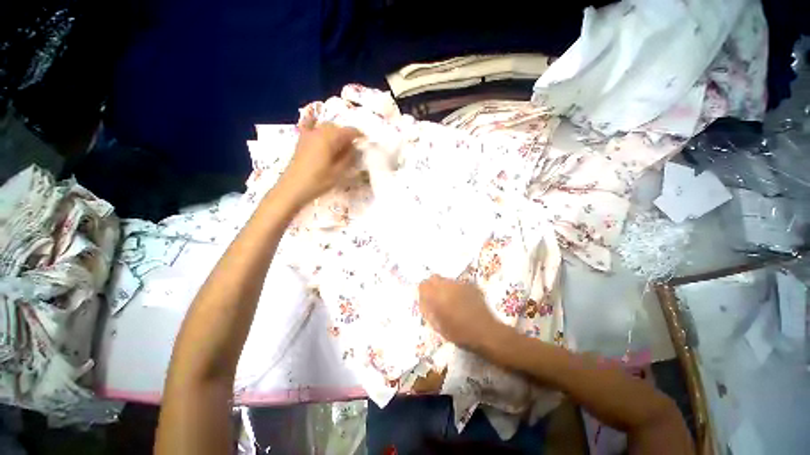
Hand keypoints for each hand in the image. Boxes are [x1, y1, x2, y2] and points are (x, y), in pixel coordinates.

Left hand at [277, 123, 361, 206]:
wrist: (293, 188)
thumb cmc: (318, 181)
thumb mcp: (339, 172)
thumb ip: (349, 157)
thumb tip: (354, 148)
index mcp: (329, 138)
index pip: (349, 131)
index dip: (359, 135)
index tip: (366, 143)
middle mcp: (319, 132)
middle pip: (337, 128)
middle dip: (347, 135)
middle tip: (354, 149)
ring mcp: (308, 135)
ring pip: (326, 128)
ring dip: (336, 134)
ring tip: (342, 147)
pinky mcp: (302, 140)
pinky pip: (312, 128)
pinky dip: (319, 129)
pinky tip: (321, 131)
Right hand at [418, 275, 502, 349]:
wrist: (486, 332)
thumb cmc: (459, 333)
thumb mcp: (437, 325)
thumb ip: (428, 309)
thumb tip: (424, 300)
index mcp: (436, 295)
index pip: (423, 285)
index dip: (423, 292)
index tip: (426, 300)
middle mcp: (447, 285)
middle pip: (434, 278)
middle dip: (433, 286)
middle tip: (437, 299)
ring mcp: (460, 283)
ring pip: (446, 280)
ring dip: (445, 288)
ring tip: (451, 301)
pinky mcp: (471, 285)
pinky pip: (458, 284)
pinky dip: (457, 290)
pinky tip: (463, 301)